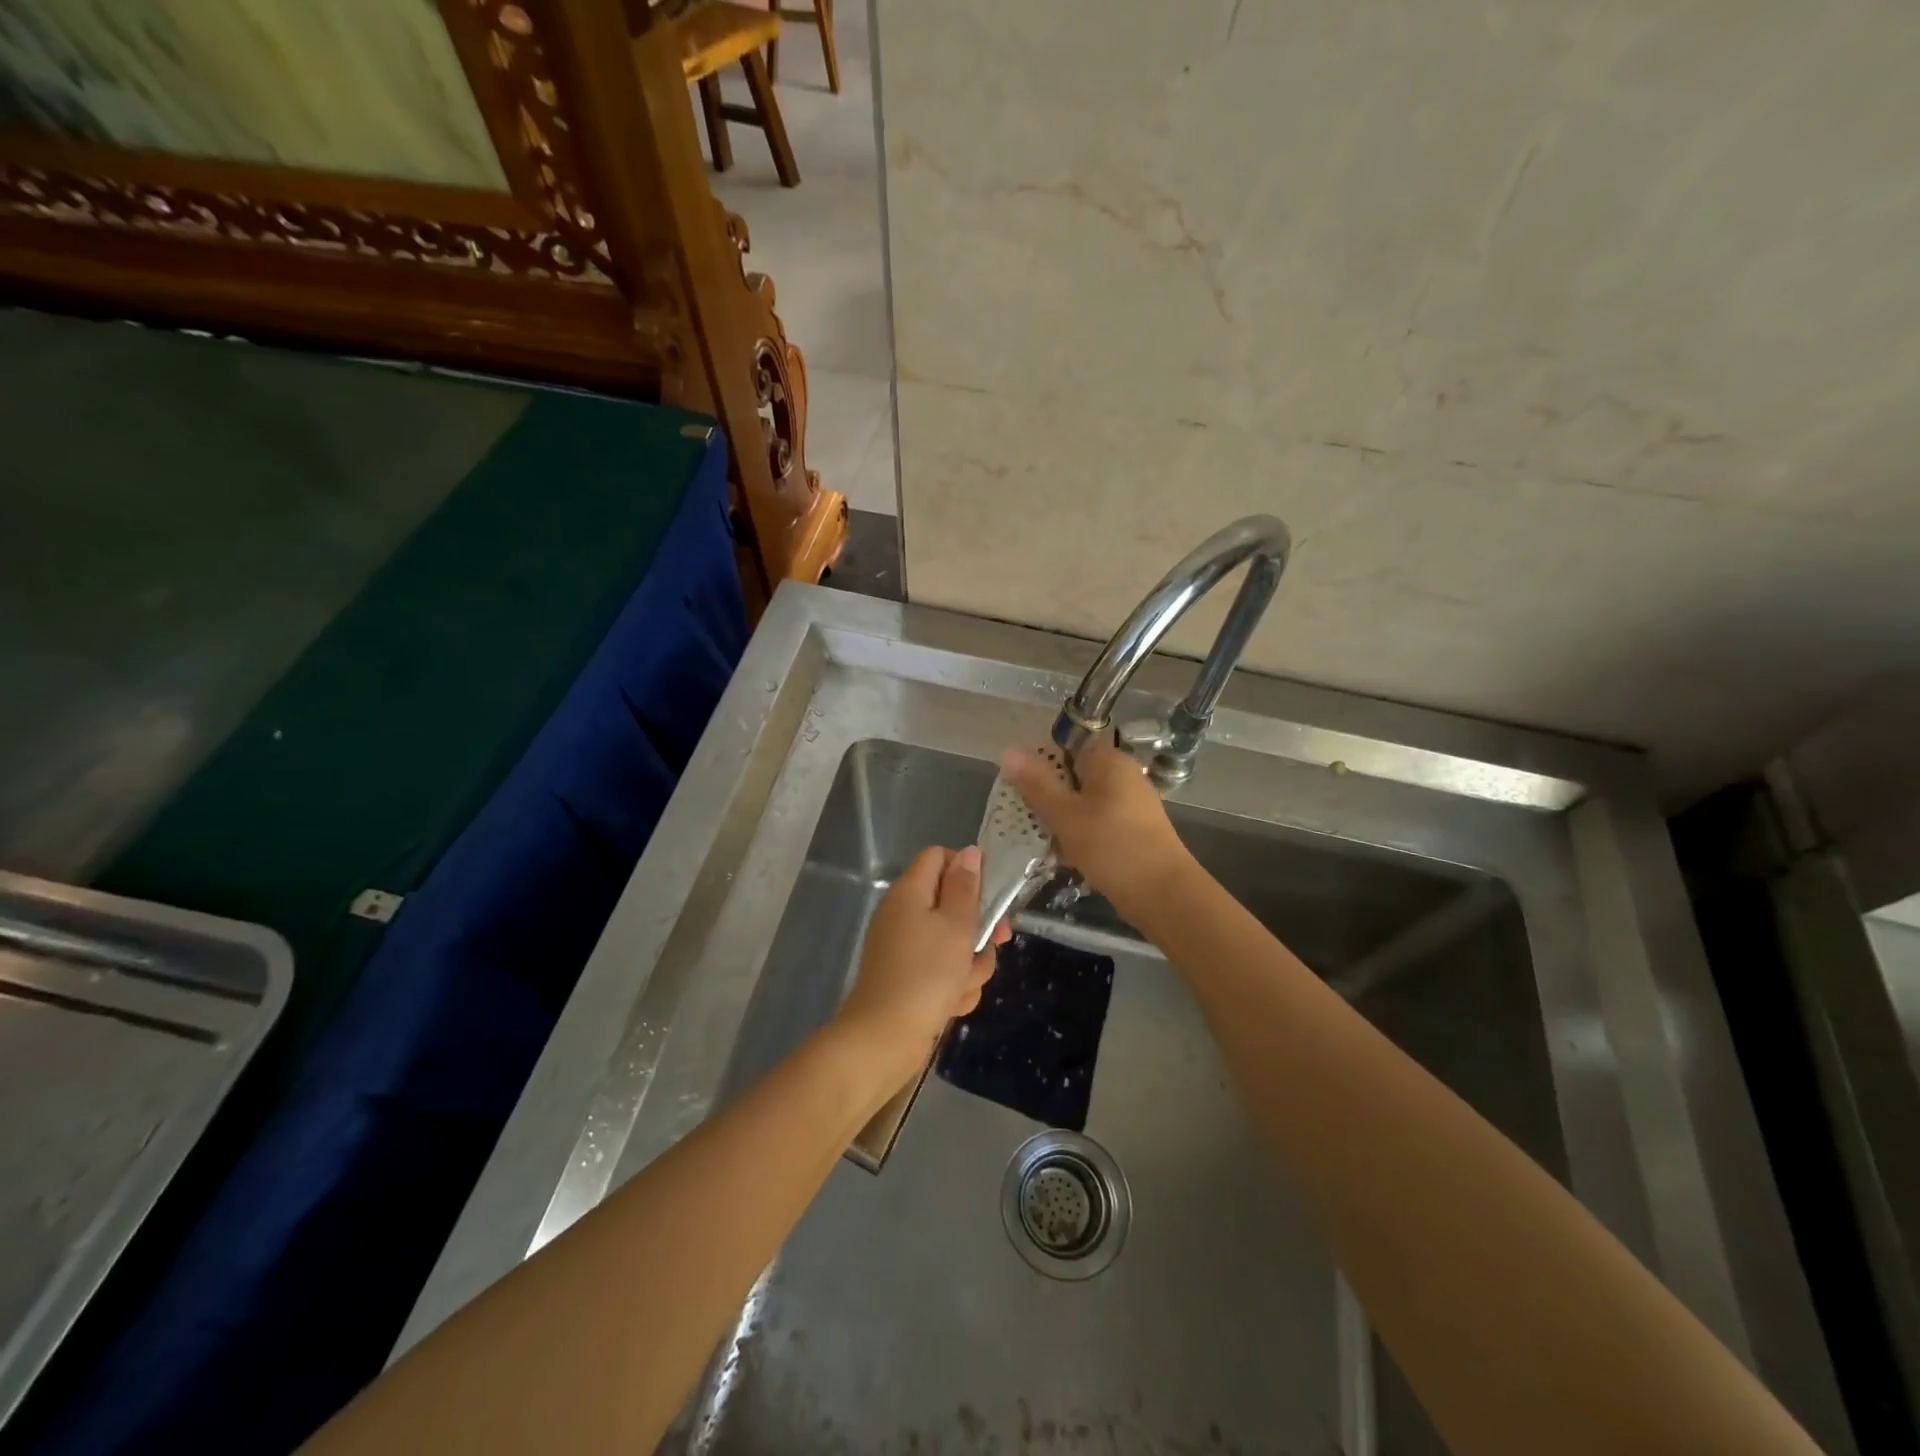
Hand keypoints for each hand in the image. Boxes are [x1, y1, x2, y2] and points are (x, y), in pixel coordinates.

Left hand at [833, 845, 1009, 1094]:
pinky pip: (942, 971)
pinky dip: (952, 985)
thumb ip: (966, 887)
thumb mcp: (956, 925)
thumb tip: (970, 852)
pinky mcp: (908, 978)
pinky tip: (952, 1004)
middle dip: (978, 927)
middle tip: (998, 941)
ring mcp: (904, 947)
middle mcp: (904, 913)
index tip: (990, 893)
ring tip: (964, 984)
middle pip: (952, 903)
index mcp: (910, 891)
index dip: (967, 869)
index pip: (939, 857)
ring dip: (969, 964)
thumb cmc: (926, 974)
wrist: (884, 1038)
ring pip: (953, 943)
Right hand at [1002, 739, 1191, 915]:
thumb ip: (1036, 783)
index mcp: (1109, 760)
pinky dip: (1083, 835)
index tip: (1023, 789)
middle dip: (1051, 796)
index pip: (1069, 746)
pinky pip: (1101, 822)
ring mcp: (1134, 803)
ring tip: (1046, 841)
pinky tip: (1069, 857)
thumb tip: (1009, 750)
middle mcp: (1125, 774)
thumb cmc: (1110, 846)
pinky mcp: (1137, 830)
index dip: (1042, 763)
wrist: (1163, 893)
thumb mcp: (1064, 814)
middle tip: (1029, 819)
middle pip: (1076, 775)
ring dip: (1065, 819)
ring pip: (1087, 802)